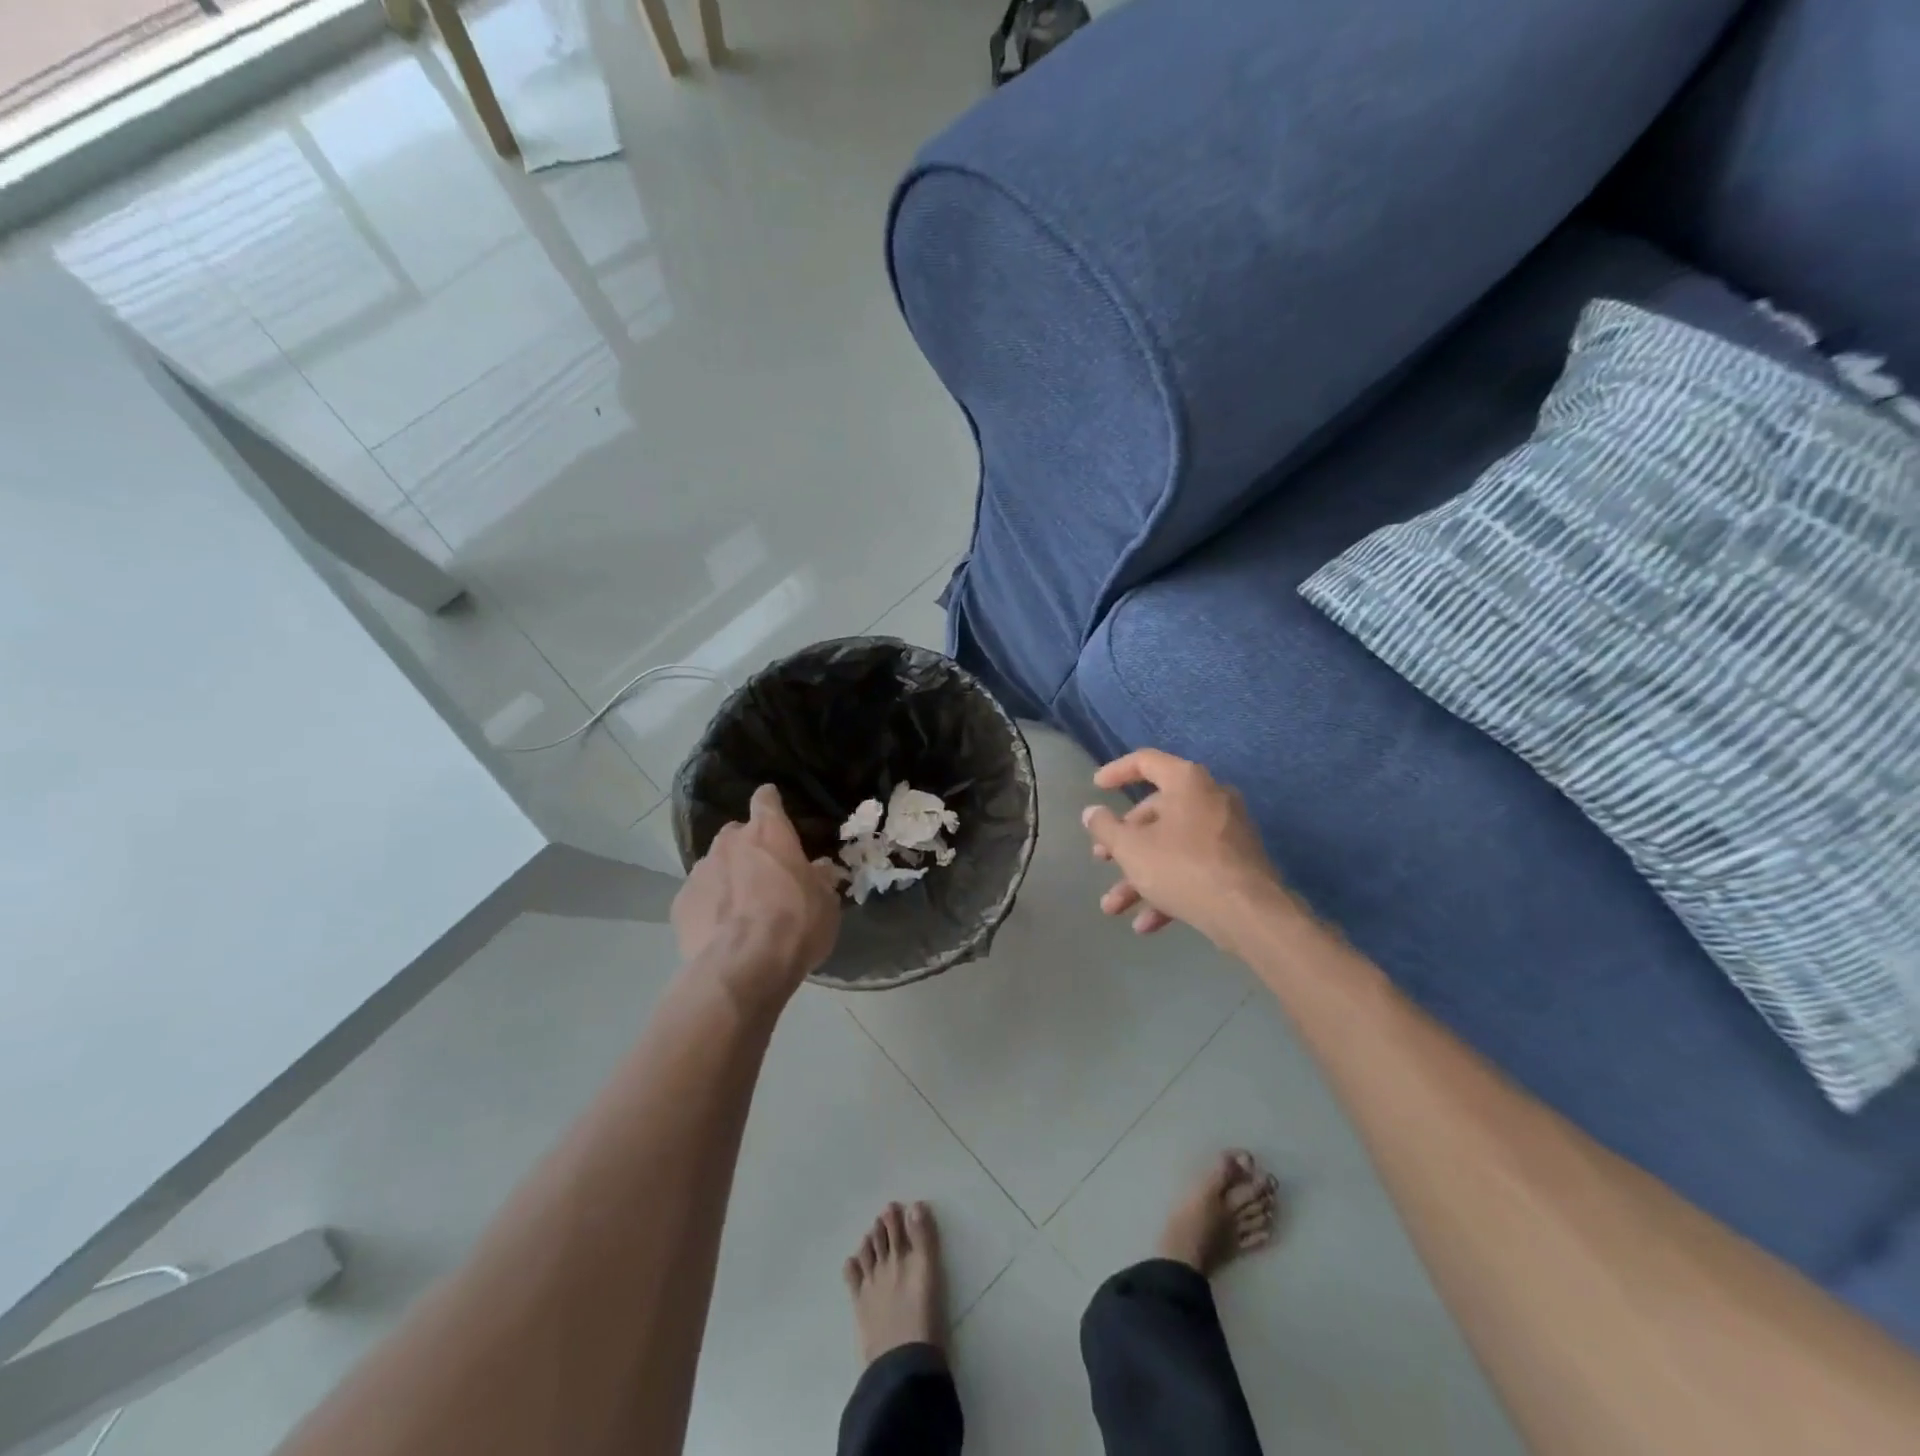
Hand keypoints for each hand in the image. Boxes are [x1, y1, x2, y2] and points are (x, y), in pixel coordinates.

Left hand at [673, 785, 840, 1008]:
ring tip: (741, 911)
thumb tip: (820, 869)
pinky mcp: (680, 902)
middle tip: (765, 877)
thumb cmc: (796, 924)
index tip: (776, 815)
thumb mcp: (826, 902)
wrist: (744, 967)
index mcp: (769, 832)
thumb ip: (820, 879)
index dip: (771, 804)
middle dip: (749, 849)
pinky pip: (698, 897)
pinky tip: (721, 932)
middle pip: (737, 834)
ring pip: (715, 865)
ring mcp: (700, 871)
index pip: (766, 799)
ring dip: (728, 879)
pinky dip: (709, 907)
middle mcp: (730, 842)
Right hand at [1081, 749, 1288, 950]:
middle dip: (1124, 842)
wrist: (1249, 914)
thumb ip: (1105, 827)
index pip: (1146, 762)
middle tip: (1101, 858)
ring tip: (1114, 907)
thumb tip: (1092, 812)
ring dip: (1140, 876)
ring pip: (1172, 847)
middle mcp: (1211, 798)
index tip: (1096, 787)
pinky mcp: (1237, 864)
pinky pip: (1194, 868)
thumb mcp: (1131, 848)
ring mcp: (1227, 832)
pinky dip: (1169, 890)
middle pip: (1156, 812)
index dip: (1117, 771)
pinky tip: (1147, 924)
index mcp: (1187, 782)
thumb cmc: (1182, 867)